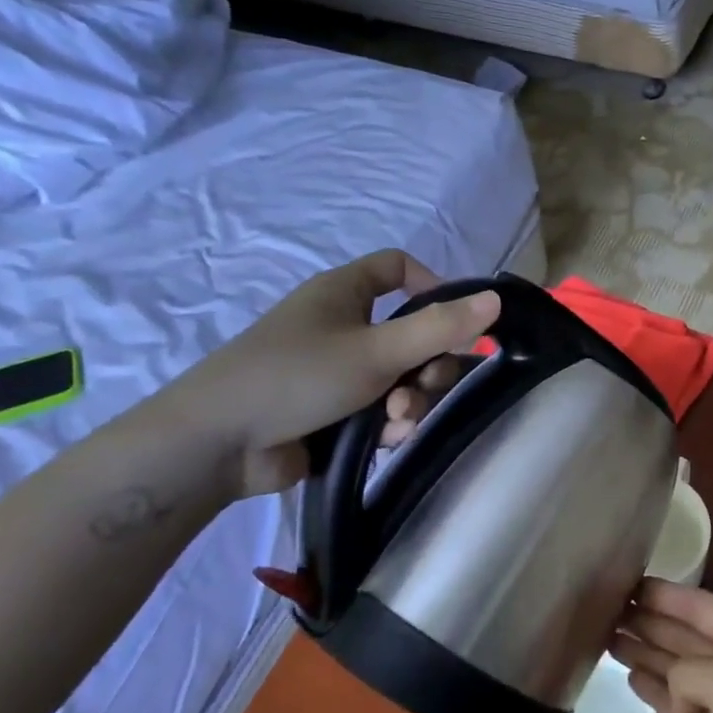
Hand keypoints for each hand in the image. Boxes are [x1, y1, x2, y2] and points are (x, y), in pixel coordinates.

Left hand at [155, 250, 499, 498]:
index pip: (398, 268)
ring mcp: (335, 371)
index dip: (433, 286)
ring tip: (397, 423)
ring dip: (411, 401)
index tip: (458, 320)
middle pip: (410, 333)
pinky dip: (389, 423)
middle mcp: (341, 326)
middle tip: (426, 387)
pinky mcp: (331, 411)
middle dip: (428, 365)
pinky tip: (384, 441)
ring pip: (400, 378)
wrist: (217, 445)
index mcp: (344, 293)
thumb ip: (439, 328)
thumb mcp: (377, 350)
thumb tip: (495, 299)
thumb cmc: (297, 376)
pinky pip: (380, 409)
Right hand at [613, 579, 712, 712]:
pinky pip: (678, 703)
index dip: (663, 594)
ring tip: (607, 638)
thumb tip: (674, 690)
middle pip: (685, 633)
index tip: (624, 581)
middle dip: (648, 620)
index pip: (700, 605)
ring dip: (645, 652)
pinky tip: (632, 678)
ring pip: (677, 667)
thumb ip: (690, 668)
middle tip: (603, 609)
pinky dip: (656, 690)